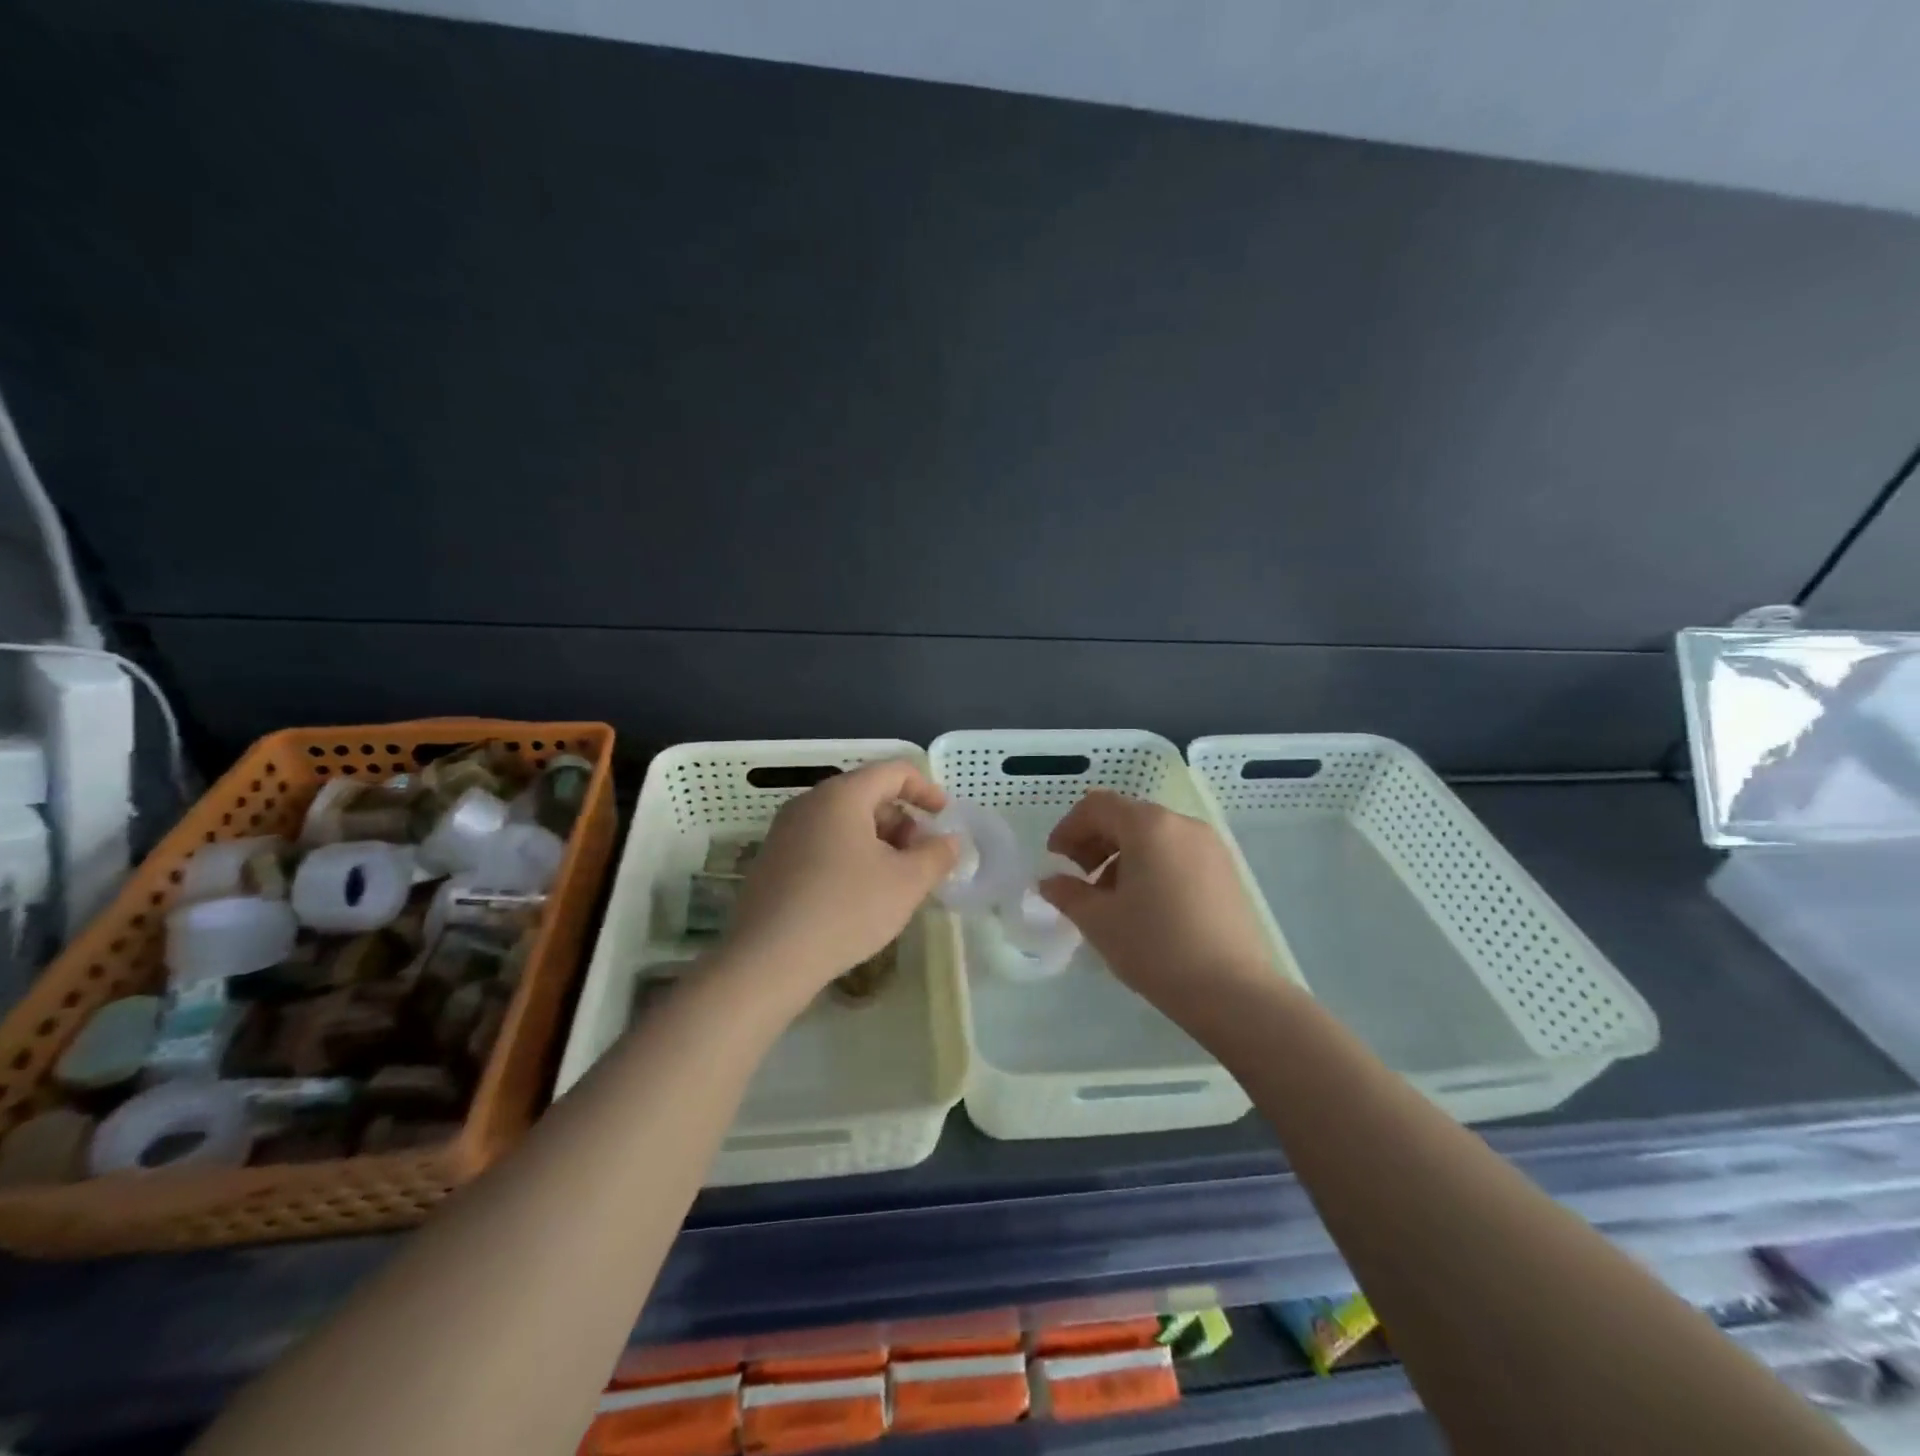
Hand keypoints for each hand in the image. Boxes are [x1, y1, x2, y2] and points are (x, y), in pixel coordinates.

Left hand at [723, 760, 958, 1006]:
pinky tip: (858, 896)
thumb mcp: (907, 883)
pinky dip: (849, 855)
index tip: (945, 818)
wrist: (768, 959)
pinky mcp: (772, 861)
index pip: (893, 771)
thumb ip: (937, 855)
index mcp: (841, 795)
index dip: (926, 790)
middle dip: (902, 821)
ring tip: (893, 881)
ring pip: (844, 822)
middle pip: (867, 794)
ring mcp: (784, 832)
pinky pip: (821, 843)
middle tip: (920, 858)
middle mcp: (809, 803)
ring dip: (877, 841)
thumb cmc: (846, 909)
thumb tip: (949, 841)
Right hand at [1040, 790, 1277, 1014]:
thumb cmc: (1156, 947)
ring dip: (1122, 856)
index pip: (1098, 806)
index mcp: (1149, 826)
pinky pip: (1178, 853)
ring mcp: (1211, 847)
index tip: (1055, 859)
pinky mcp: (1227, 872)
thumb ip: (1068, 893)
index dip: (1069, 827)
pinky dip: (1152, 866)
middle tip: (1080, 878)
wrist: (1234, 993)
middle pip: (1127, 816)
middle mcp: (1183, 824)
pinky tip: (1147, 907)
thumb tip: (1049, 882)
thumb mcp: (1100, 921)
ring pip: (1154, 836)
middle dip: (1095, 841)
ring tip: (1112, 899)